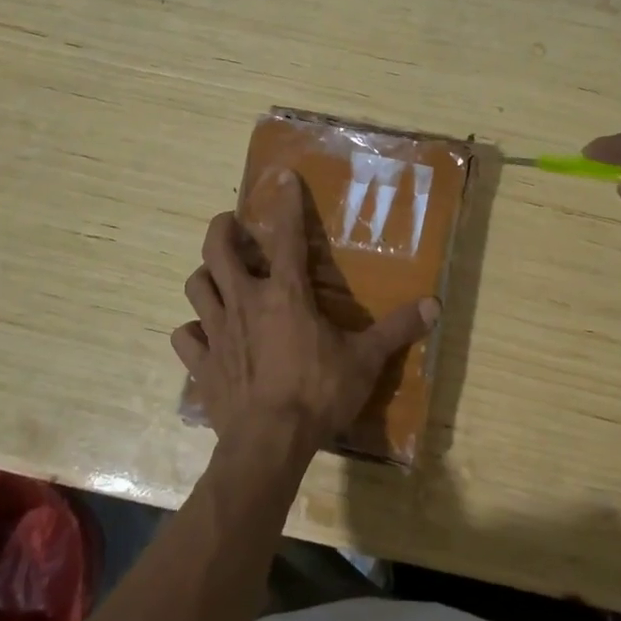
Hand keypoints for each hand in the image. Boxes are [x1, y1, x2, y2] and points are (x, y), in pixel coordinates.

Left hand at [172, 170, 438, 462]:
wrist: (268, 444)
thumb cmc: (317, 394)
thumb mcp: (364, 361)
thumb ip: (396, 330)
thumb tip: (434, 306)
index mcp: (285, 294)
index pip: (286, 236)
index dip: (285, 203)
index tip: (281, 176)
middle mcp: (245, 302)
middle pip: (217, 250)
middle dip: (223, 229)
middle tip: (233, 226)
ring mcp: (217, 332)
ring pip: (196, 286)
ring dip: (205, 276)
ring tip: (218, 276)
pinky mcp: (200, 364)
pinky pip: (185, 337)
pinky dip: (192, 331)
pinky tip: (204, 334)